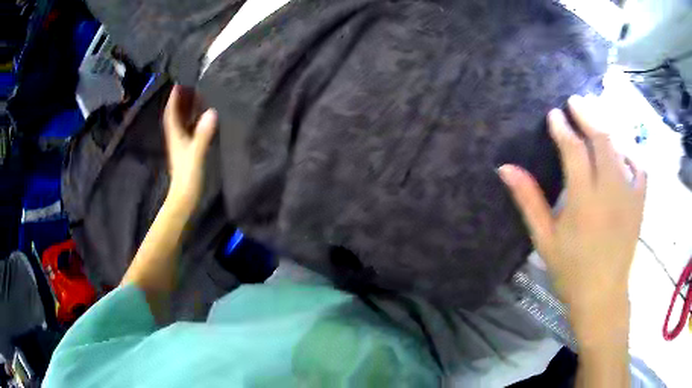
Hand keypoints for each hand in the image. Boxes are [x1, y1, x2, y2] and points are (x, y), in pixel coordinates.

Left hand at [163, 85, 217, 212]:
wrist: (184, 197)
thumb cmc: (187, 176)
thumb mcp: (196, 154)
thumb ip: (203, 134)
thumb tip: (211, 112)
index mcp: (175, 135)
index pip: (172, 111)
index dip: (174, 97)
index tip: (179, 82)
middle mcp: (176, 137)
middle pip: (176, 113)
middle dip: (181, 98)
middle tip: (190, 83)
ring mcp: (181, 144)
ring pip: (182, 121)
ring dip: (186, 107)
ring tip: (196, 94)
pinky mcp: (187, 150)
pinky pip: (188, 129)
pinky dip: (192, 119)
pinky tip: (201, 115)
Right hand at [499, 95, 646, 343]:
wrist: (603, 295)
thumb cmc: (570, 271)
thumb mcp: (545, 239)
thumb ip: (529, 201)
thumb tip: (506, 168)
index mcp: (584, 201)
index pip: (574, 151)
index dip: (563, 128)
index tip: (554, 114)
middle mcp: (610, 191)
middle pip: (601, 140)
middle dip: (587, 115)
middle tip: (575, 101)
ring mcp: (629, 195)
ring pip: (620, 147)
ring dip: (607, 127)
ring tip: (595, 114)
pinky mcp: (639, 203)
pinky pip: (639, 167)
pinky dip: (630, 153)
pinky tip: (622, 151)